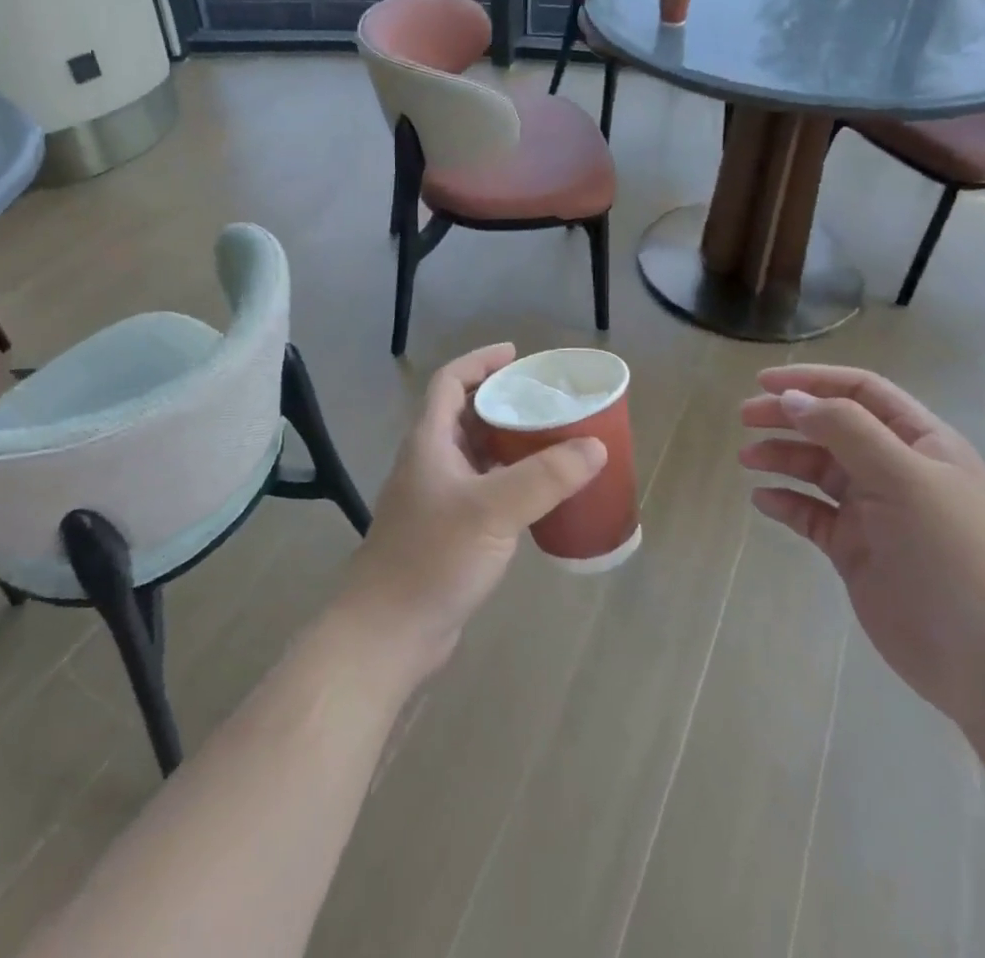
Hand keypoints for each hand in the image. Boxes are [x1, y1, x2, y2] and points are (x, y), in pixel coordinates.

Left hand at [332, 344, 606, 688]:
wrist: (390, 629)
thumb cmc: (433, 557)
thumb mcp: (493, 510)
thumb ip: (544, 477)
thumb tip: (594, 446)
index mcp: (429, 441)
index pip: (451, 382)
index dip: (481, 362)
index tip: (518, 355)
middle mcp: (429, 461)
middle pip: (465, 414)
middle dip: (502, 401)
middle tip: (546, 400)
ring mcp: (436, 497)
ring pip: (475, 453)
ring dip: (508, 441)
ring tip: (551, 439)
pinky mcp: (446, 529)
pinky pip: (482, 488)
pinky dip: (508, 480)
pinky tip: (538, 494)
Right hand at [742, 365, 984, 725]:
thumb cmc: (951, 552)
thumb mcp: (902, 477)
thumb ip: (845, 430)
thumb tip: (791, 399)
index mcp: (921, 442)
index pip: (862, 391)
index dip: (813, 380)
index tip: (763, 382)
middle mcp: (897, 470)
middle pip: (833, 426)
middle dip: (788, 417)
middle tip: (744, 419)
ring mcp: (875, 512)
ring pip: (818, 469)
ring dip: (782, 458)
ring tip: (748, 461)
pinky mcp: (856, 549)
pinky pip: (812, 514)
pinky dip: (786, 502)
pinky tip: (763, 501)